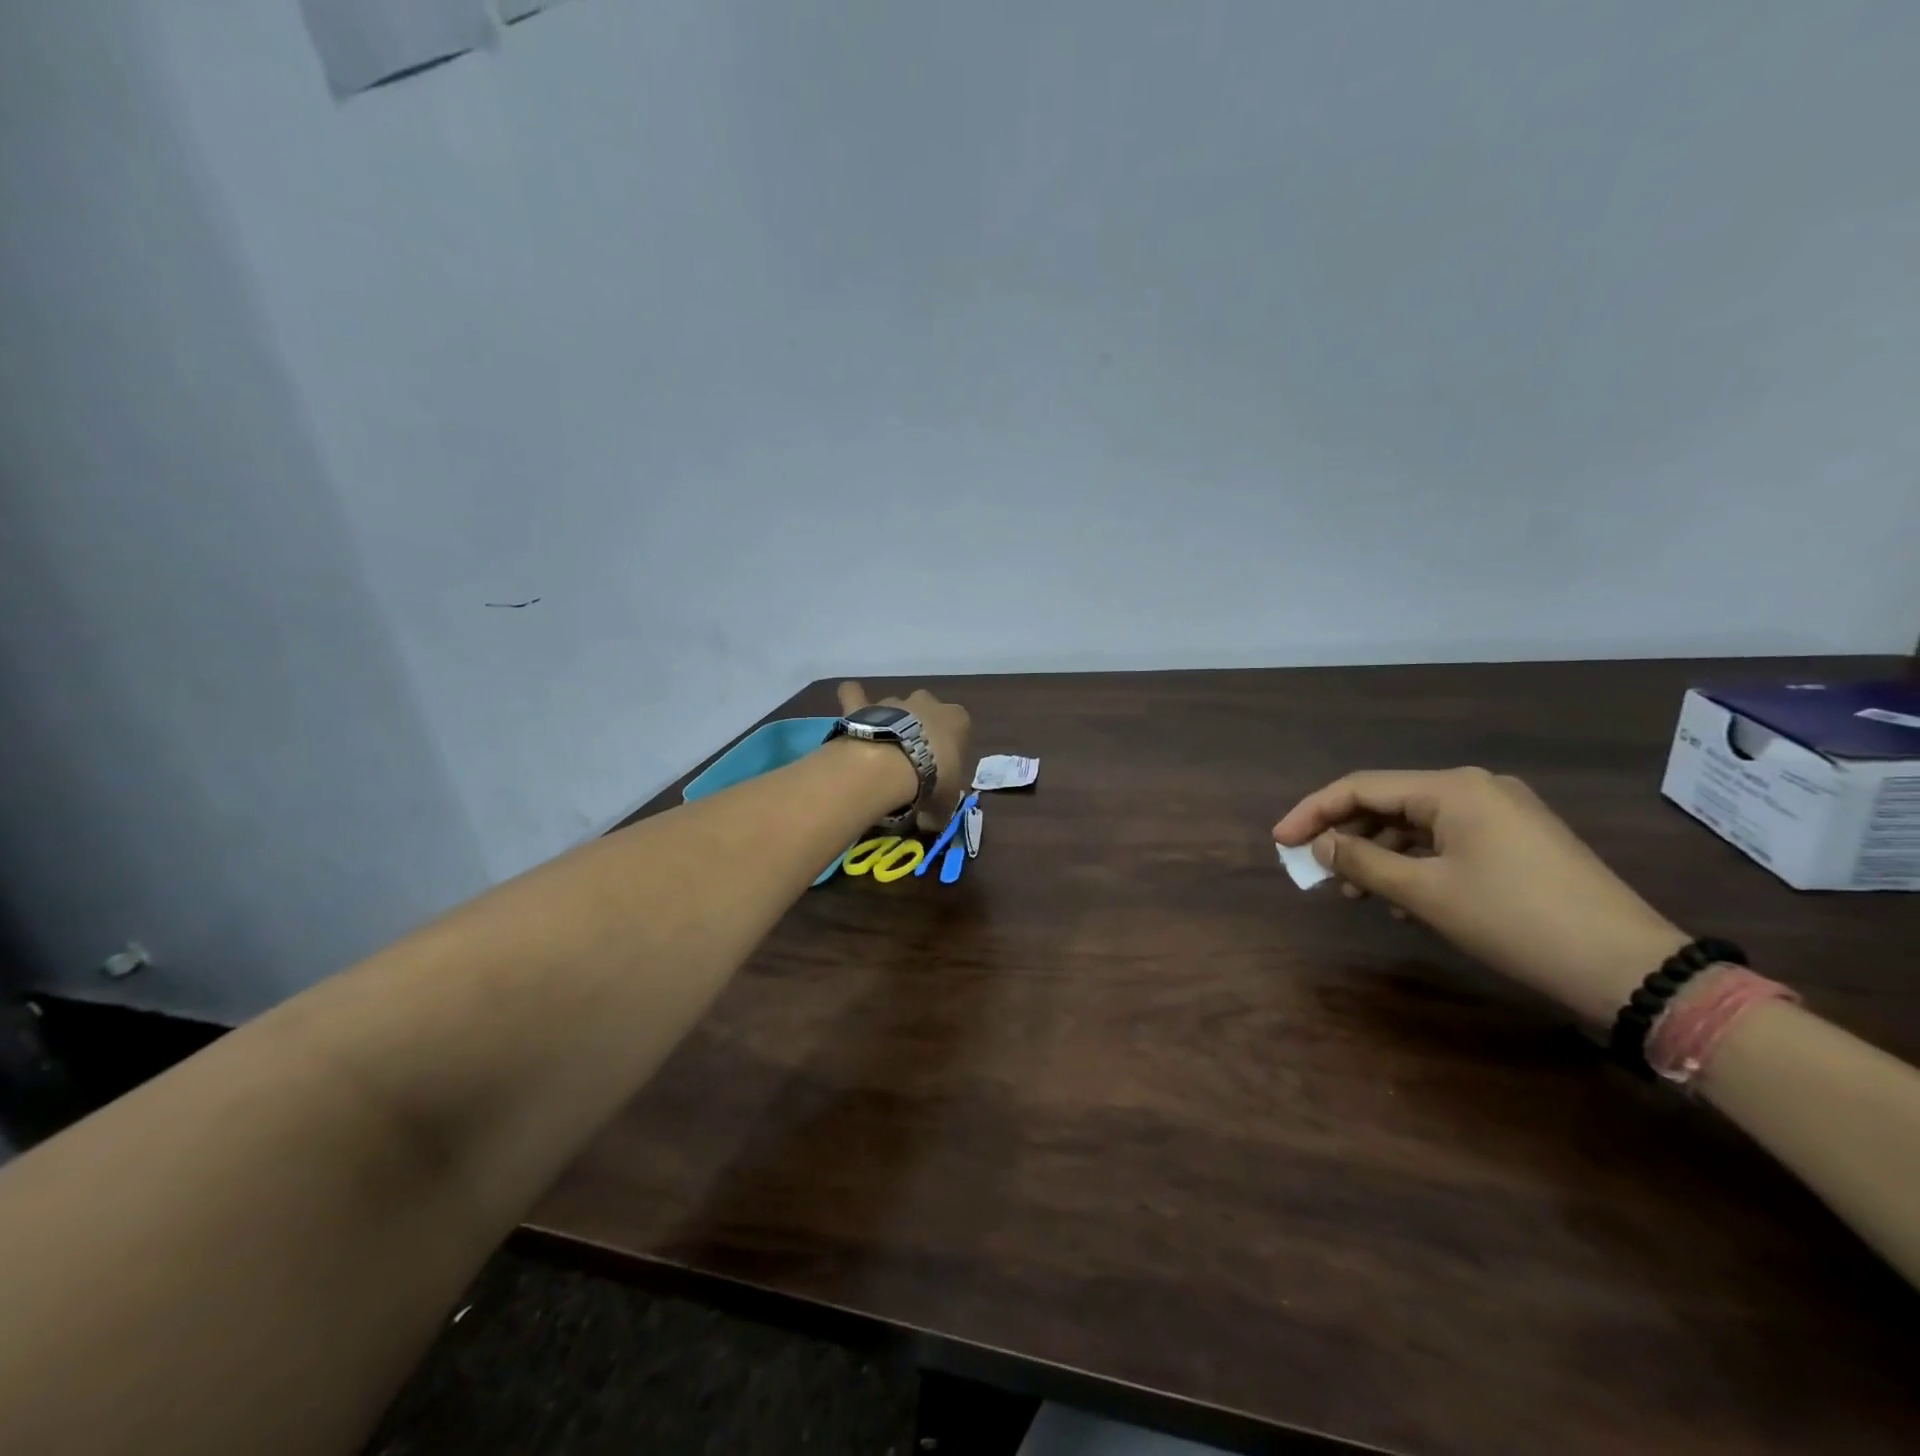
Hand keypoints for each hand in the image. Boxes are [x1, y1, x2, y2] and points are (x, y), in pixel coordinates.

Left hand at [837, 681, 971, 829]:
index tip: (940, 770)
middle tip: (911, 760)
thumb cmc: (931, 778)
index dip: (949, 750)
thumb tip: (930, 824)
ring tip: (880, 752)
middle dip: (920, 729)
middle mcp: (928, 702)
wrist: (891, 764)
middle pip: (926, 712)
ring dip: (890, 723)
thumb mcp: (945, 803)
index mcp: (957, 720)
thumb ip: (939, 810)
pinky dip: (853, 698)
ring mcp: (894, 701)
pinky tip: (851, 708)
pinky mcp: (864, 706)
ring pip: (894, 707)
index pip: (959, 730)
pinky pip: (855, 695)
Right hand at [1273, 768, 1688, 1023]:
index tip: (1281, 841)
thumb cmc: (1514, 920)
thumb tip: (1320, 846)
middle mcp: (1476, 788)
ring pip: (1416, 824)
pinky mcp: (1519, 841)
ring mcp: (1502, 814)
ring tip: (1356, 894)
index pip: (1361, 787)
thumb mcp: (1425, 893)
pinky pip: (1446, 841)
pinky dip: (1415, 864)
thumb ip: (1363, 862)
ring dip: (1379, 854)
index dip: (1313, 812)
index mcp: (1453, 788)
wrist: (1629, 967)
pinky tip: (1402, 900)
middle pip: (1388, 801)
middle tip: (1315, 870)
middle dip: (1346, 835)